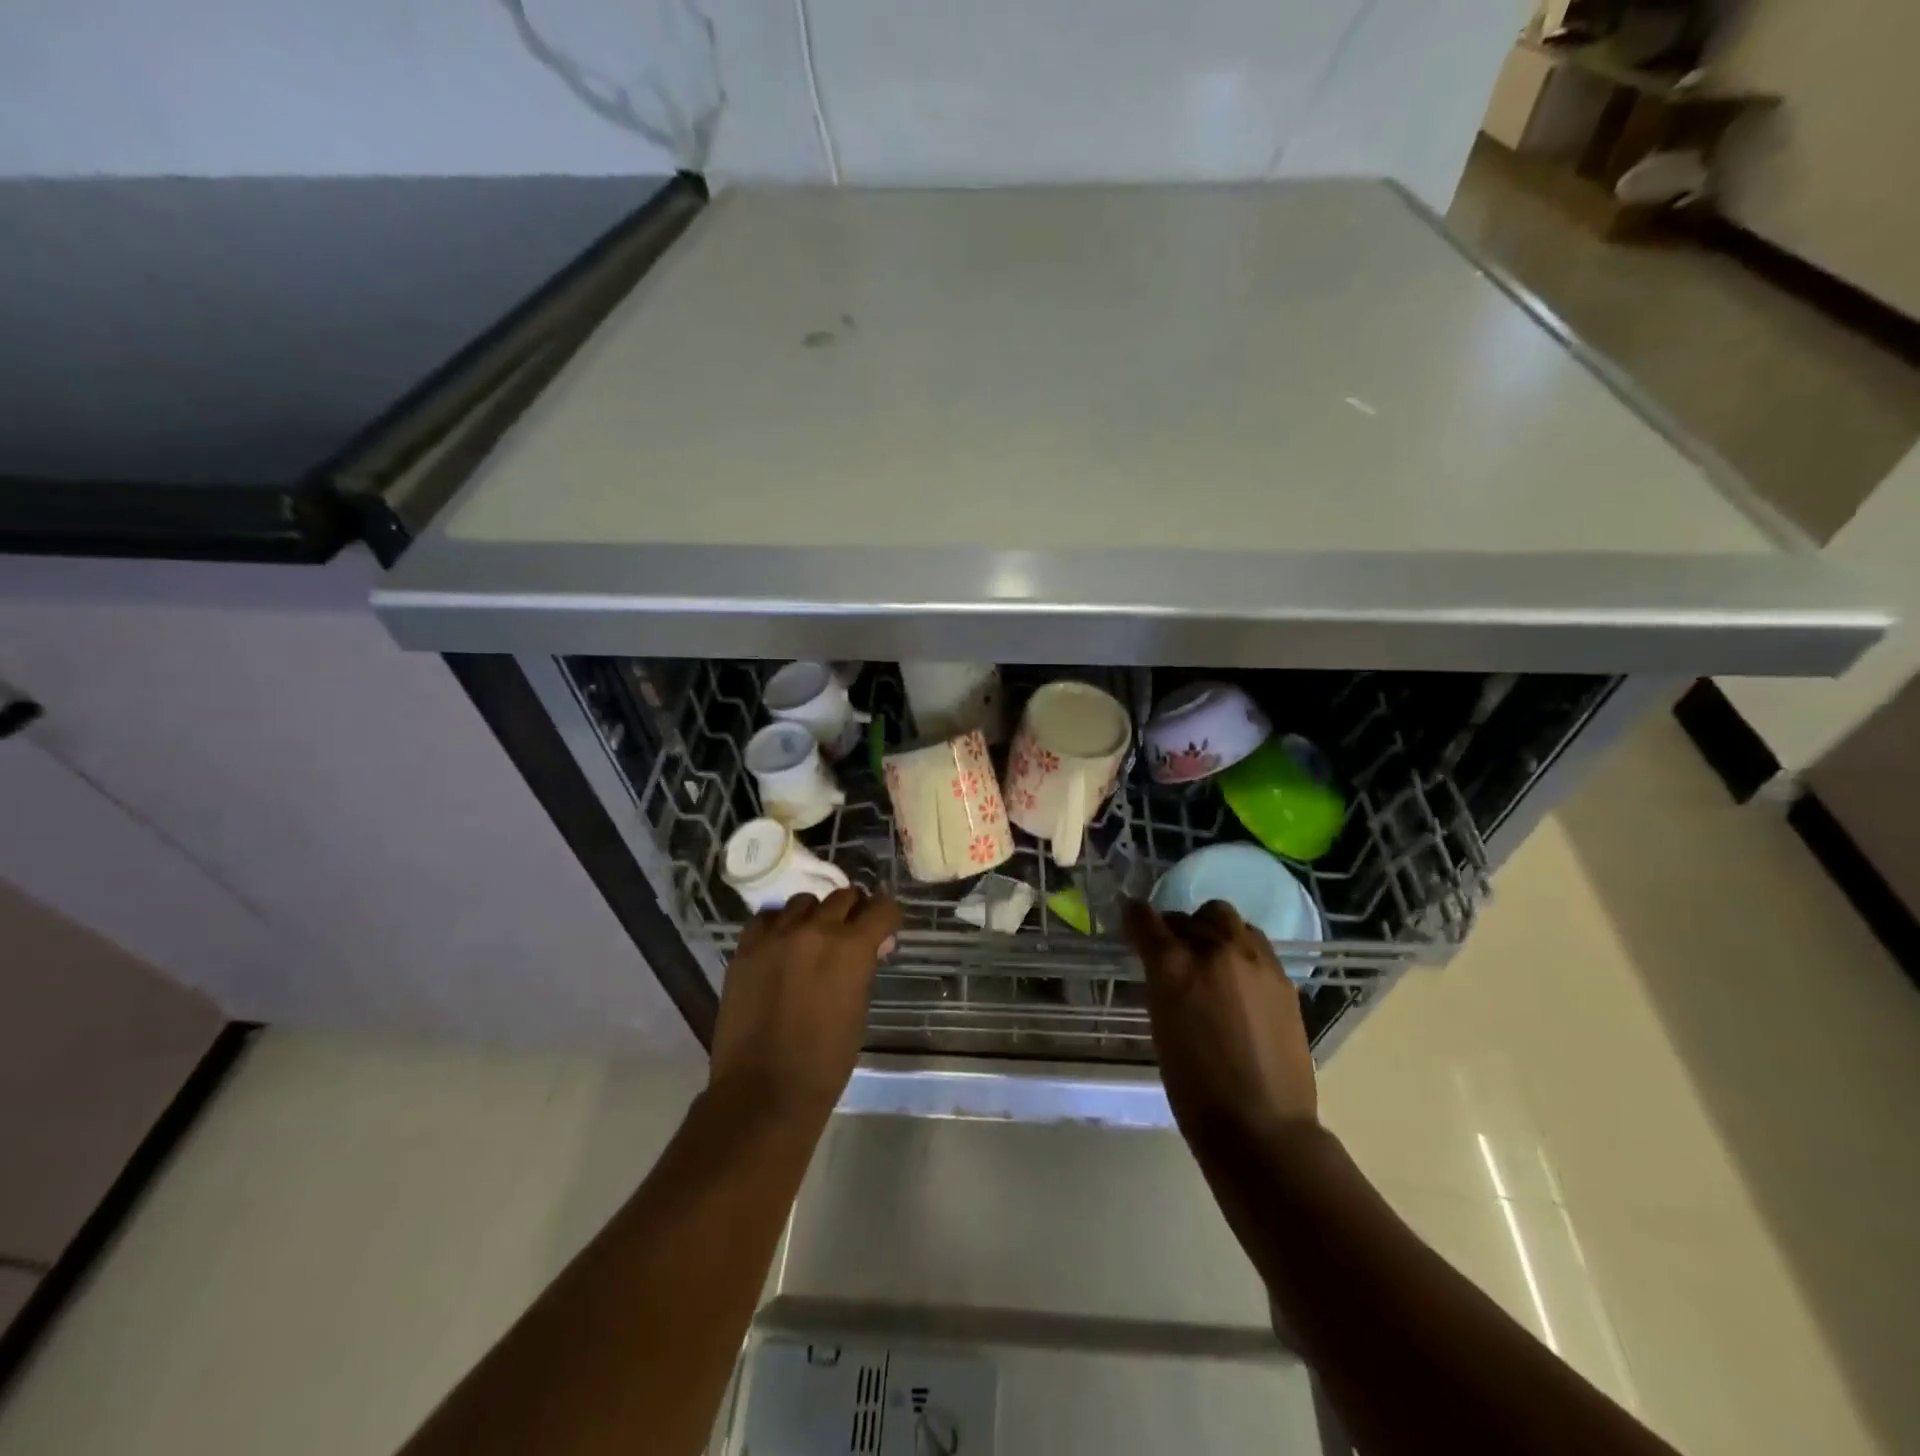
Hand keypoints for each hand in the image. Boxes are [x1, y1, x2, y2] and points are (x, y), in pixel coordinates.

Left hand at [708, 888, 901, 1119]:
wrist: (764, 1091)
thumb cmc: (825, 1061)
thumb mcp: (859, 1009)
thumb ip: (863, 968)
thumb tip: (871, 947)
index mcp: (852, 948)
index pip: (882, 907)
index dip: (888, 916)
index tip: (885, 928)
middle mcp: (815, 930)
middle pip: (843, 896)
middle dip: (854, 911)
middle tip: (851, 933)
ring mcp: (776, 936)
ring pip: (803, 901)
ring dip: (815, 915)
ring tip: (812, 938)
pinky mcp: (746, 949)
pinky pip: (767, 918)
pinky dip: (779, 925)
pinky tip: (781, 944)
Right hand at [1122, 899, 1317, 1144]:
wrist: (1262, 1127)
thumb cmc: (1194, 1089)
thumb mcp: (1161, 1027)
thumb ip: (1161, 982)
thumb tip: (1162, 963)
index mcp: (1174, 966)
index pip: (1146, 919)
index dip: (1135, 916)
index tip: (1131, 919)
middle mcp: (1214, 951)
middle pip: (1188, 916)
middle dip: (1175, 928)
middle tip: (1172, 951)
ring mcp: (1254, 961)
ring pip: (1226, 919)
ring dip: (1211, 930)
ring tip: (1210, 957)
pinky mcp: (1282, 978)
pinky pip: (1254, 943)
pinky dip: (1239, 949)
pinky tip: (1238, 978)